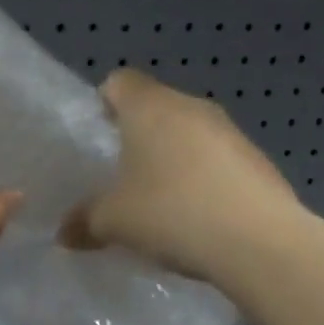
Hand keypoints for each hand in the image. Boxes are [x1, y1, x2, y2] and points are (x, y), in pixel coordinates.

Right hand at [63, 68, 303, 283]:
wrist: (259, 243)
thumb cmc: (172, 213)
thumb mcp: (113, 222)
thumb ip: (84, 221)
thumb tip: (64, 234)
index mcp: (150, 107)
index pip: (120, 81)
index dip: (104, 102)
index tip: (98, 135)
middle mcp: (192, 108)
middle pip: (156, 107)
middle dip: (138, 136)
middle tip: (122, 175)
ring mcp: (231, 132)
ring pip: (190, 134)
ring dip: (173, 159)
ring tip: (161, 201)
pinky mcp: (258, 161)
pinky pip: (218, 161)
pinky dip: (203, 180)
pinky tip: (198, 218)